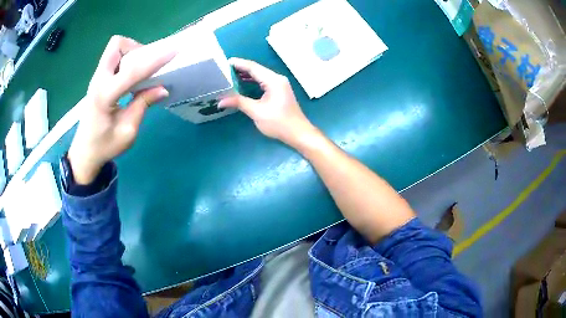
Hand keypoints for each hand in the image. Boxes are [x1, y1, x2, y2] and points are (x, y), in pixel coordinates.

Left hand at [68, 35, 176, 184]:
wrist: (84, 152)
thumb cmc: (104, 146)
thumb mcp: (127, 131)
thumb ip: (142, 105)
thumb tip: (162, 88)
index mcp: (105, 95)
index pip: (132, 70)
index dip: (154, 60)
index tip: (173, 51)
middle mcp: (99, 80)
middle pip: (117, 45)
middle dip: (136, 48)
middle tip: (147, 65)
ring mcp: (97, 77)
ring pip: (115, 48)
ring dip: (131, 53)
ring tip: (140, 72)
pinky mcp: (98, 79)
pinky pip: (114, 57)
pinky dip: (126, 60)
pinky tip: (131, 77)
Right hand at [219, 58, 316, 146]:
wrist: (298, 133)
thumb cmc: (279, 123)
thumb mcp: (256, 112)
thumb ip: (239, 102)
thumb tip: (220, 101)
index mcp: (273, 80)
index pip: (253, 67)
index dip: (238, 64)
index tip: (225, 62)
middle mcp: (277, 79)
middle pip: (256, 69)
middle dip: (240, 68)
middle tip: (224, 69)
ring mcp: (279, 85)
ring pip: (260, 75)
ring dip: (245, 75)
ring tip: (229, 75)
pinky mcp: (279, 91)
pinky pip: (263, 82)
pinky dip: (252, 81)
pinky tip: (241, 83)